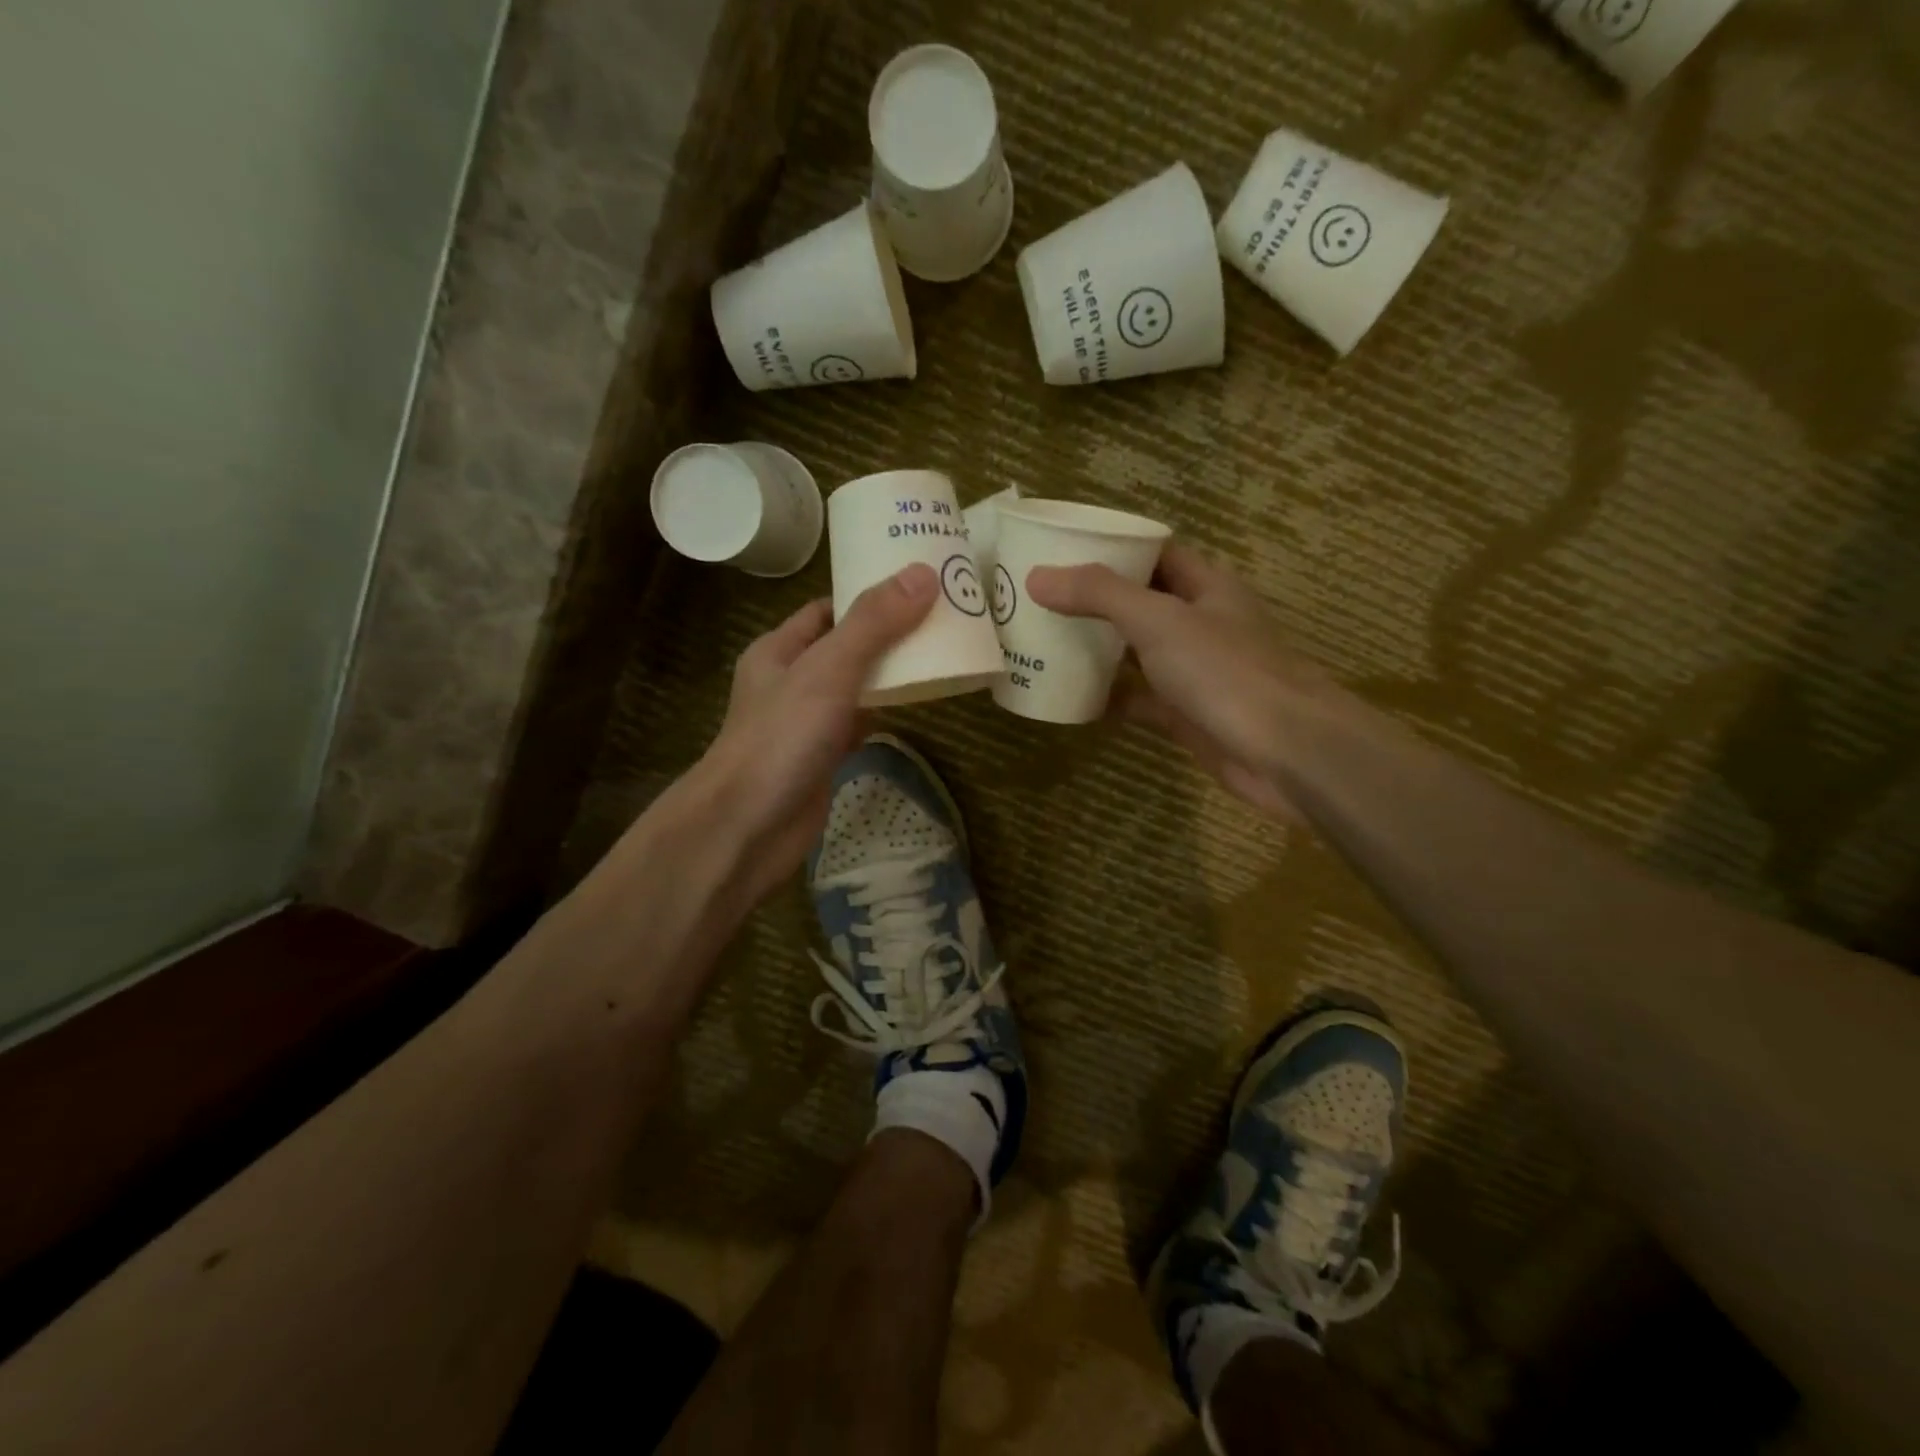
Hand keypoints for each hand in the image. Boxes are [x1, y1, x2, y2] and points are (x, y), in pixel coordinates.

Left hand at [696, 563, 938, 898]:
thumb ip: (874, 624)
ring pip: (854, 687)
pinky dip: (884, 713)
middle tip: (941, 619)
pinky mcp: (823, 757)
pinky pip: (858, 724)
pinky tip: (916, 706)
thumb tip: (923, 574)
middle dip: (888, 634)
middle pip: (846, 646)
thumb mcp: (828, 669)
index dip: (868, 594)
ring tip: (940, 654)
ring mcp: (806, 722)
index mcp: (779, 650)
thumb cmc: (782, 738)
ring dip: (889, 675)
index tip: (917, 586)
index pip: (828, 609)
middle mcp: (791, 681)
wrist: (748, 827)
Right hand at [1028, 544, 1330, 820]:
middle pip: (1142, 602)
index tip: (1063, 549)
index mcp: (1206, 587)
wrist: (1283, 752)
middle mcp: (1201, 624)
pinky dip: (1109, 698)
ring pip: (1138, 653)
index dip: (1115, 547)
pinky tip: (1069, 699)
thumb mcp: (1158, 620)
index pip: (1156, 553)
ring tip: (1045, 641)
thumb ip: (1099, 595)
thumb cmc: (1225, 671)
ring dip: (1100, 649)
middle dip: (1097, 600)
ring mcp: (1194, 673)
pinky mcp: (1185, 716)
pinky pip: (1139, 700)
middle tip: (1041, 598)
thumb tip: (1037, 577)